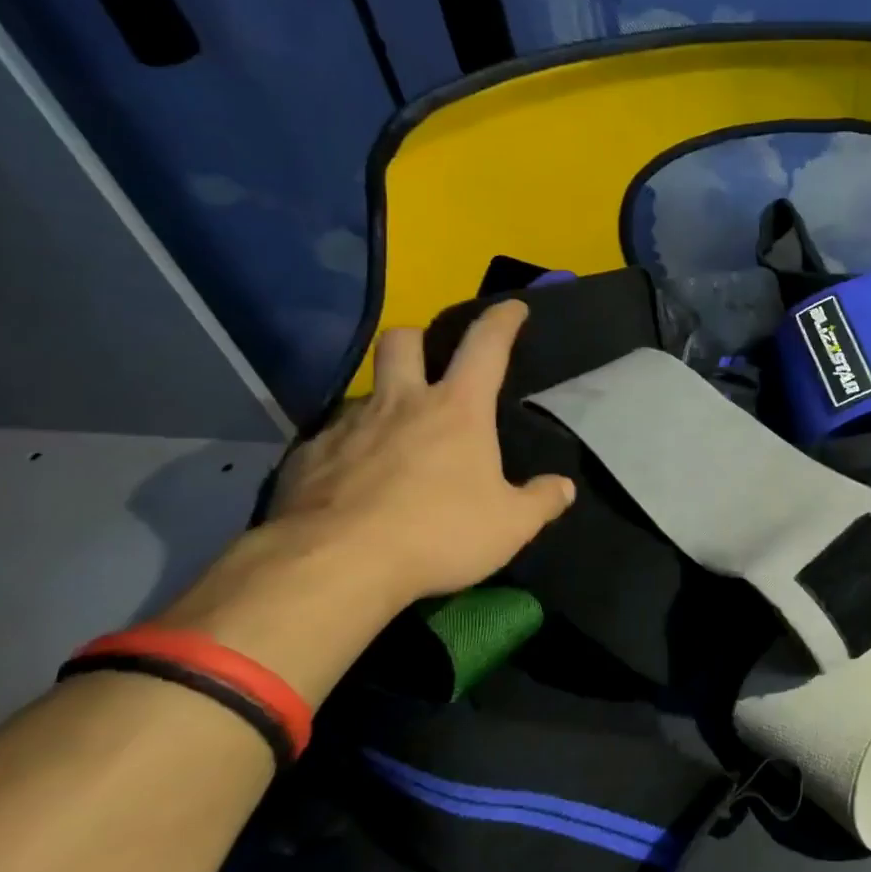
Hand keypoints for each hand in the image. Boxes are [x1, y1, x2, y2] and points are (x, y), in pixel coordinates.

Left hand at [267, 300, 574, 607]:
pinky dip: (351, 451)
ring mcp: (347, 426)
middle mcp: (400, 403)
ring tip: (397, 444)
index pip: (486, 345)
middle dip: (419, 340)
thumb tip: (564, 488)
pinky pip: (332, 438)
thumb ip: (542, 501)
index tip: (513, 307)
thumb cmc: (439, 533)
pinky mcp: (307, 457)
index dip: (502, 321)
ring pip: (366, 392)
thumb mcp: (511, 525)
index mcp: (457, 409)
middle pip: (402, 341)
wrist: (336, 564)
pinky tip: (357, 484)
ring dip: (384, 404)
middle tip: (430, 365)